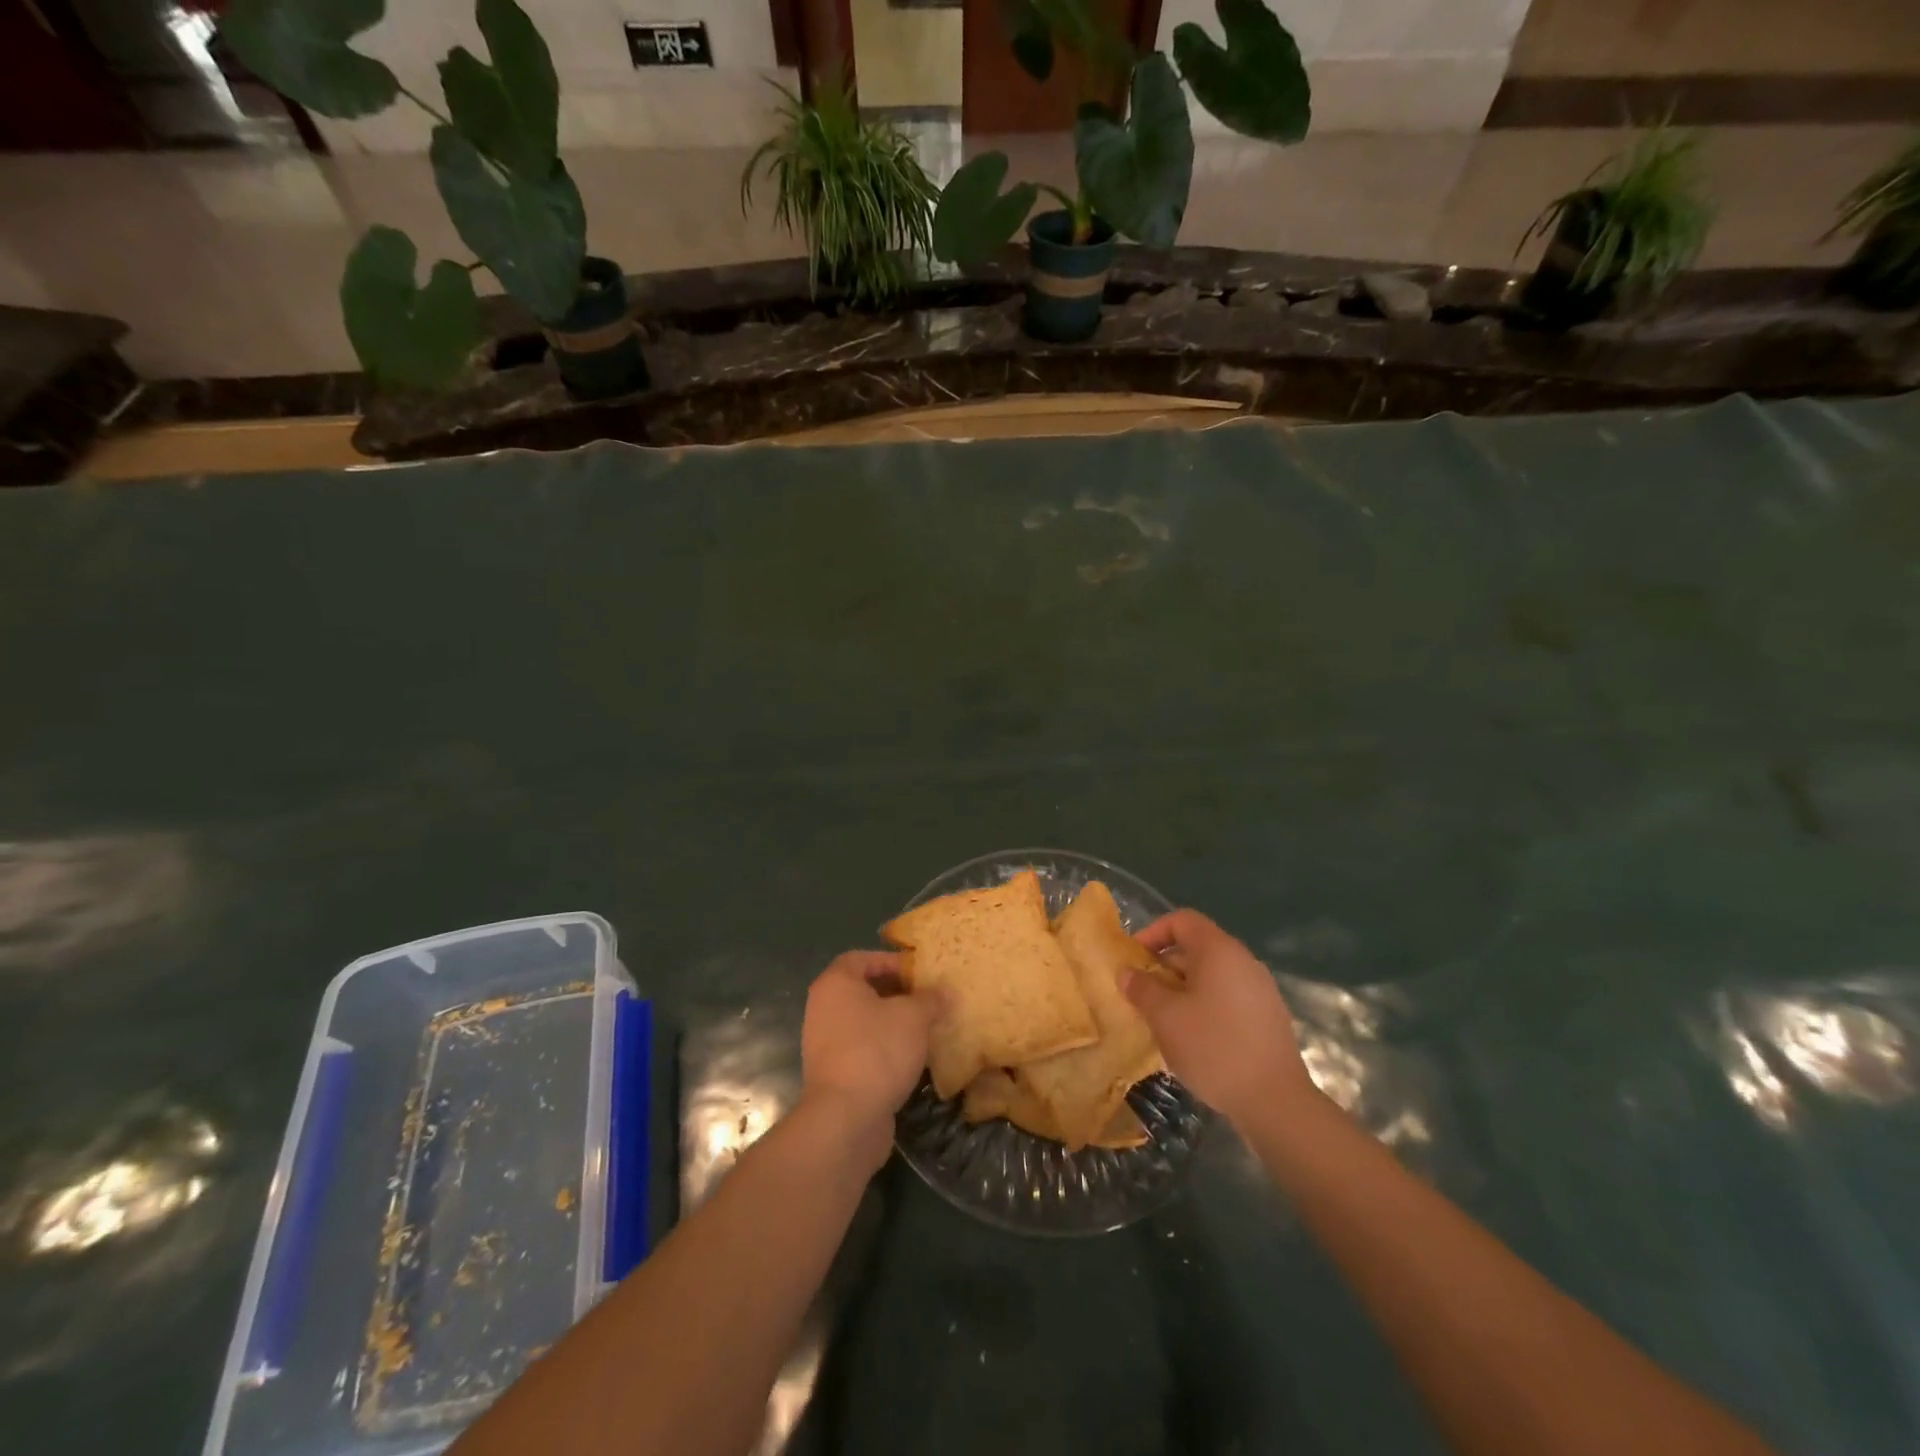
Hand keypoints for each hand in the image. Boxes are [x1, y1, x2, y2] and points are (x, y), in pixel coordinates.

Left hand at [800, 951, 937, 1165]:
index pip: (862, 958)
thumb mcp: (914, 1017)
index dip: (892, 961)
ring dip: (893, 1023)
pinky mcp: (834, 1073)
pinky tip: (912, 1057)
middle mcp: (823, 1008)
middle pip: (863, 989)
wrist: (845, 1118)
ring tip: (926, 1028)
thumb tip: (946, 992)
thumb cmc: (877, 1051)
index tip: (920, 973)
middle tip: (928, 999)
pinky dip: (885, 1048)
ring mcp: (825, 1043)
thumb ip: (931, 999)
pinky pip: (862, 1048)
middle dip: (897, 993)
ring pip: (864, 1021)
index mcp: (836, 983)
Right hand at [1124, 909, 1314, 1127]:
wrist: (1276, 1101)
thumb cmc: (1213, 1047)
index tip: (1134, 960)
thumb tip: (1128, 973)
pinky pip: (1228, 997)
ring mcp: (1261, 989)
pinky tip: (1194, 1038)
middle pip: (1197, 947)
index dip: (1153, 932)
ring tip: (1164, 1019)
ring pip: (1212, 975)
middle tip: (1142, 994)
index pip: (1182, 920)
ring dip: (1183, 989)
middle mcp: (1243, 961)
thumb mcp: (1165, 1017)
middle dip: (1164, 966)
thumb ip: (1142, 989)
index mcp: (1219, 950)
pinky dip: (1205, 1005)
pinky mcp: (1268, 1017)